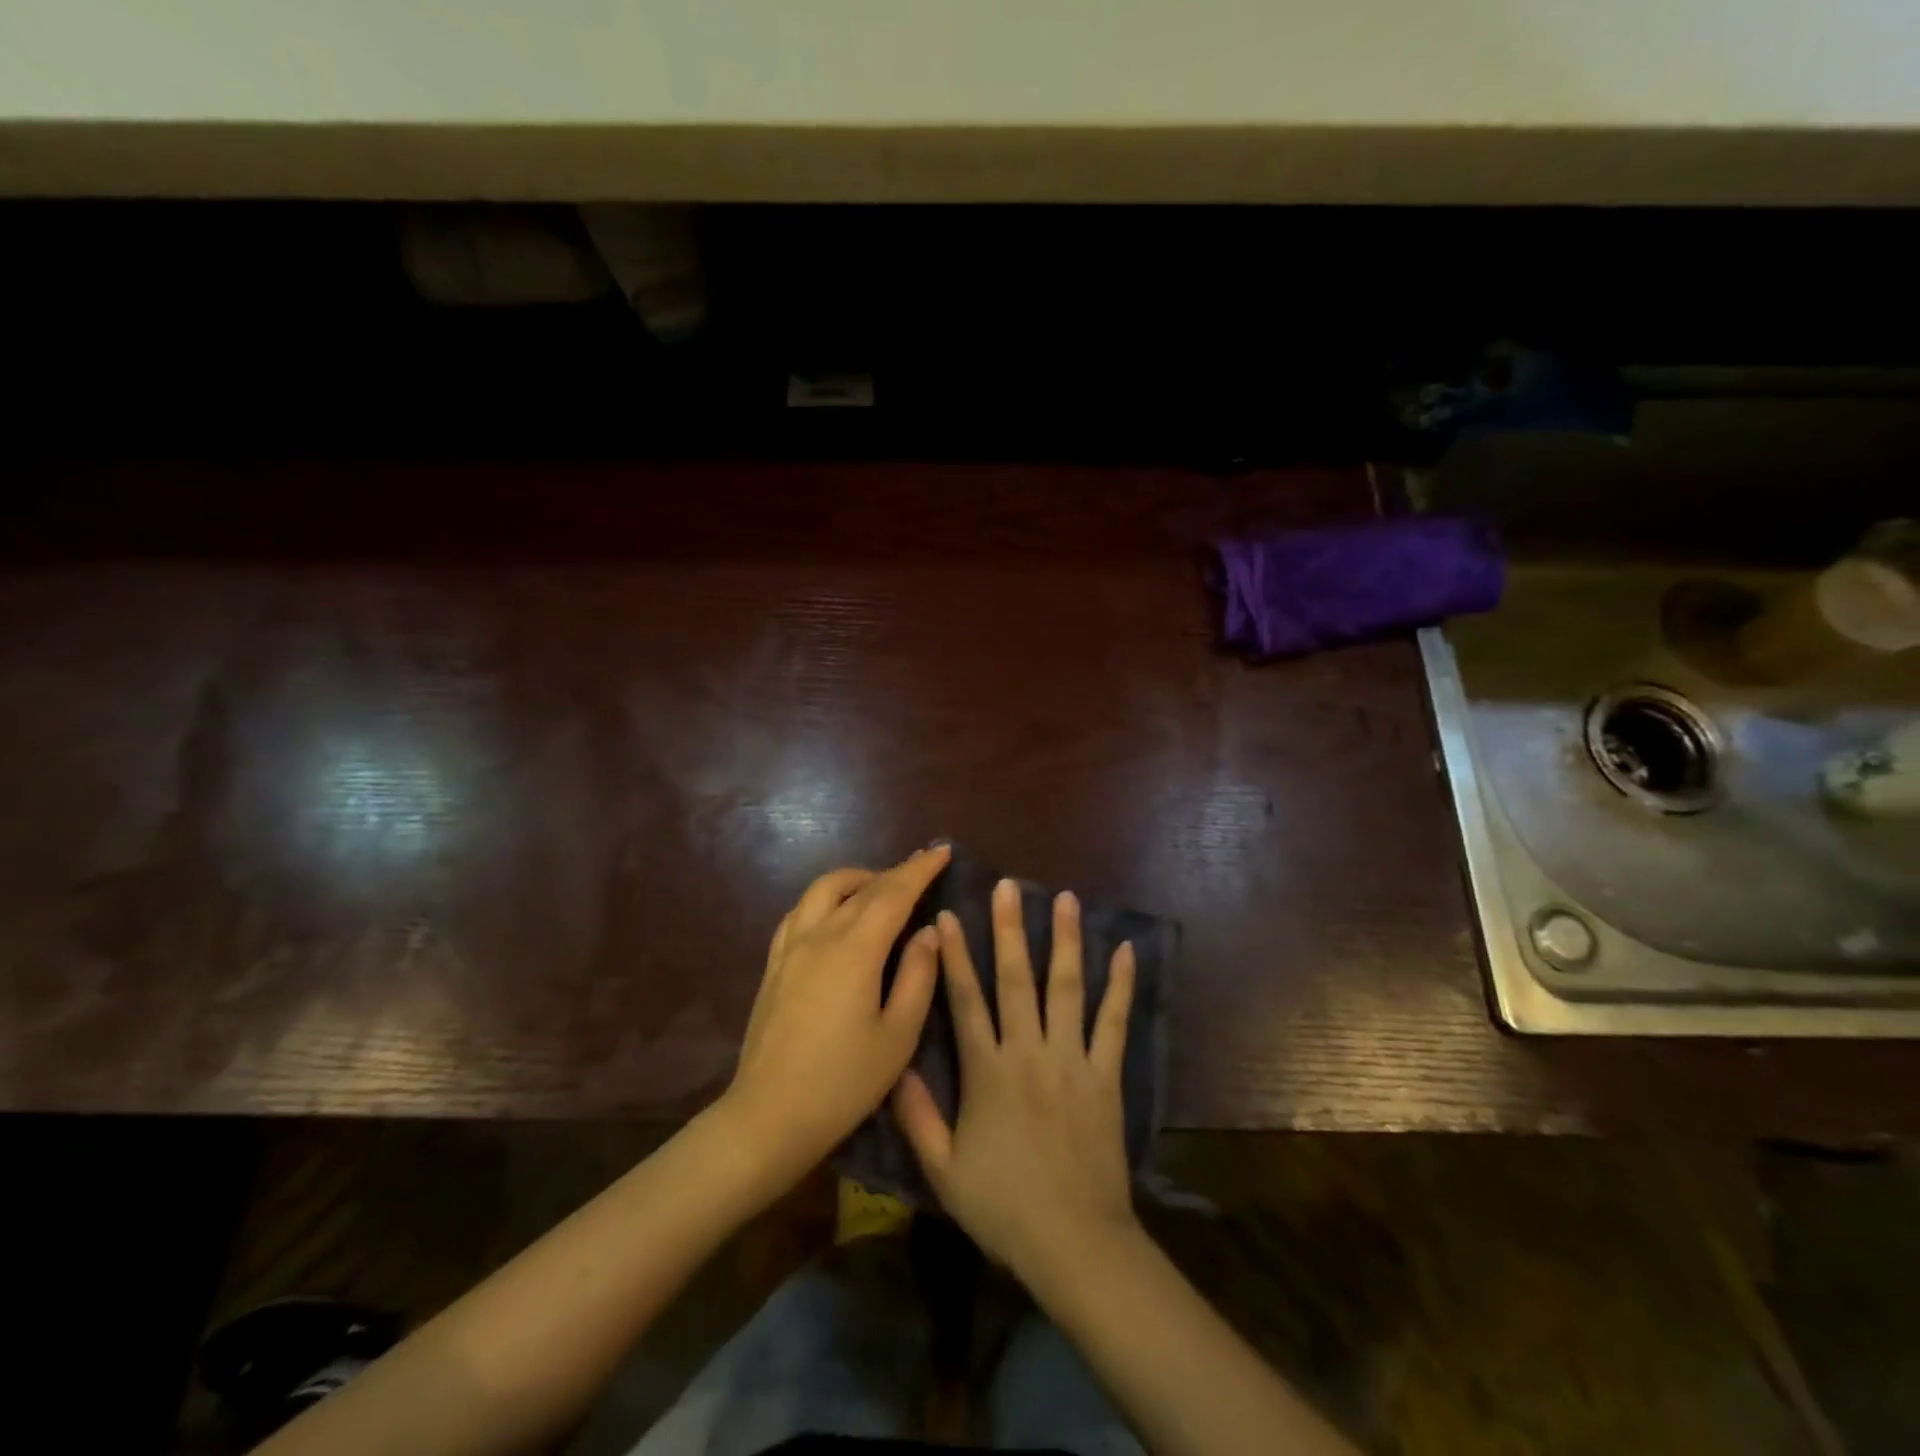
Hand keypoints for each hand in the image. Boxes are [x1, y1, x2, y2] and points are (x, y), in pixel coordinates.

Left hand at [720, 844, 949, 1185]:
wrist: (768, 1116)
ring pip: (824, 889)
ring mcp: (790, 947)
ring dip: (857, 879)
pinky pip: (800, 911)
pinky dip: (826, 899)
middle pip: (862, 887)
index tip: (942, 851)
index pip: (894, 893)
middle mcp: (820, 935)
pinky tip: (835, 915)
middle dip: (895, 871)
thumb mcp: (898, 1036)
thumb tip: (928, 932)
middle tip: (921, 867)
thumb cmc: (843, 1082)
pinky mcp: (774, 964)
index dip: (920, 870)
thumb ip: (918, 977)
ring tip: (880, 889)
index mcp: (855, 950)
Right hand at [893, 877, 1138, 1281]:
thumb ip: (917, 1117)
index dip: (955, 956)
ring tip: (1067, 899)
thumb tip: (896, 1066)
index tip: (947, 915)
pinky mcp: (1106, 1074)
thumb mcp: (943, 1171)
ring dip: (1066, 940)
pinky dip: (1120, 986)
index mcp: (987, 1071)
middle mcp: (1027, 1051)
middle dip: (1009, 928)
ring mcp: (1071, 1058)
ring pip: (1066, 988)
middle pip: (1015, 979)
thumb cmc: (1003, 1207)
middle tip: (1009, 886)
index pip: (966, 1000)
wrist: (1074, 1242)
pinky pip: (1114, 1022)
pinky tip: (1126, 951)